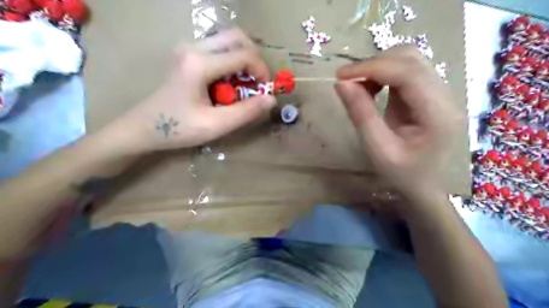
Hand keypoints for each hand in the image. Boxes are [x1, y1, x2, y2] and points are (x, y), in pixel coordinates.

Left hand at [109, 28, 276, 153]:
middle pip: (237, 37)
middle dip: (254, 59)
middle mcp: (194, 47)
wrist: (143, 127)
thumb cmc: (178, 129)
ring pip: (227, 40)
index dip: (262, 72)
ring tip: (243, 84)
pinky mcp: (186, 54)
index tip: (265, 91)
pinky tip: (228, 83)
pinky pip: (218, 48)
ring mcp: (188, 48)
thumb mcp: (216, 125)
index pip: (244, 55)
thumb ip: (246, 112)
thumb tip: (271, 99)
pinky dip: (231, 62)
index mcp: (200, 64)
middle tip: (257, 82)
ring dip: (243, 59)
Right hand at [334, 45, 462, 199]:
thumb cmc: (403, 174)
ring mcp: (440, 92)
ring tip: (359, 87)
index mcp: (437, 113)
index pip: (407, 73)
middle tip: (348, 83)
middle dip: (374, 65)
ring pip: (408, 60)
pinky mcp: (429, 93)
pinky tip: (372, 89)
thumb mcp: (378, 149)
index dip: (371, 67)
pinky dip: (383, 74)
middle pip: (410, 59)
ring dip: (378, 67)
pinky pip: (406, 71)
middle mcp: (445, 95)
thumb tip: (341, 84)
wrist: (426, 184)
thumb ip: (361, 115)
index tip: (341, 76)